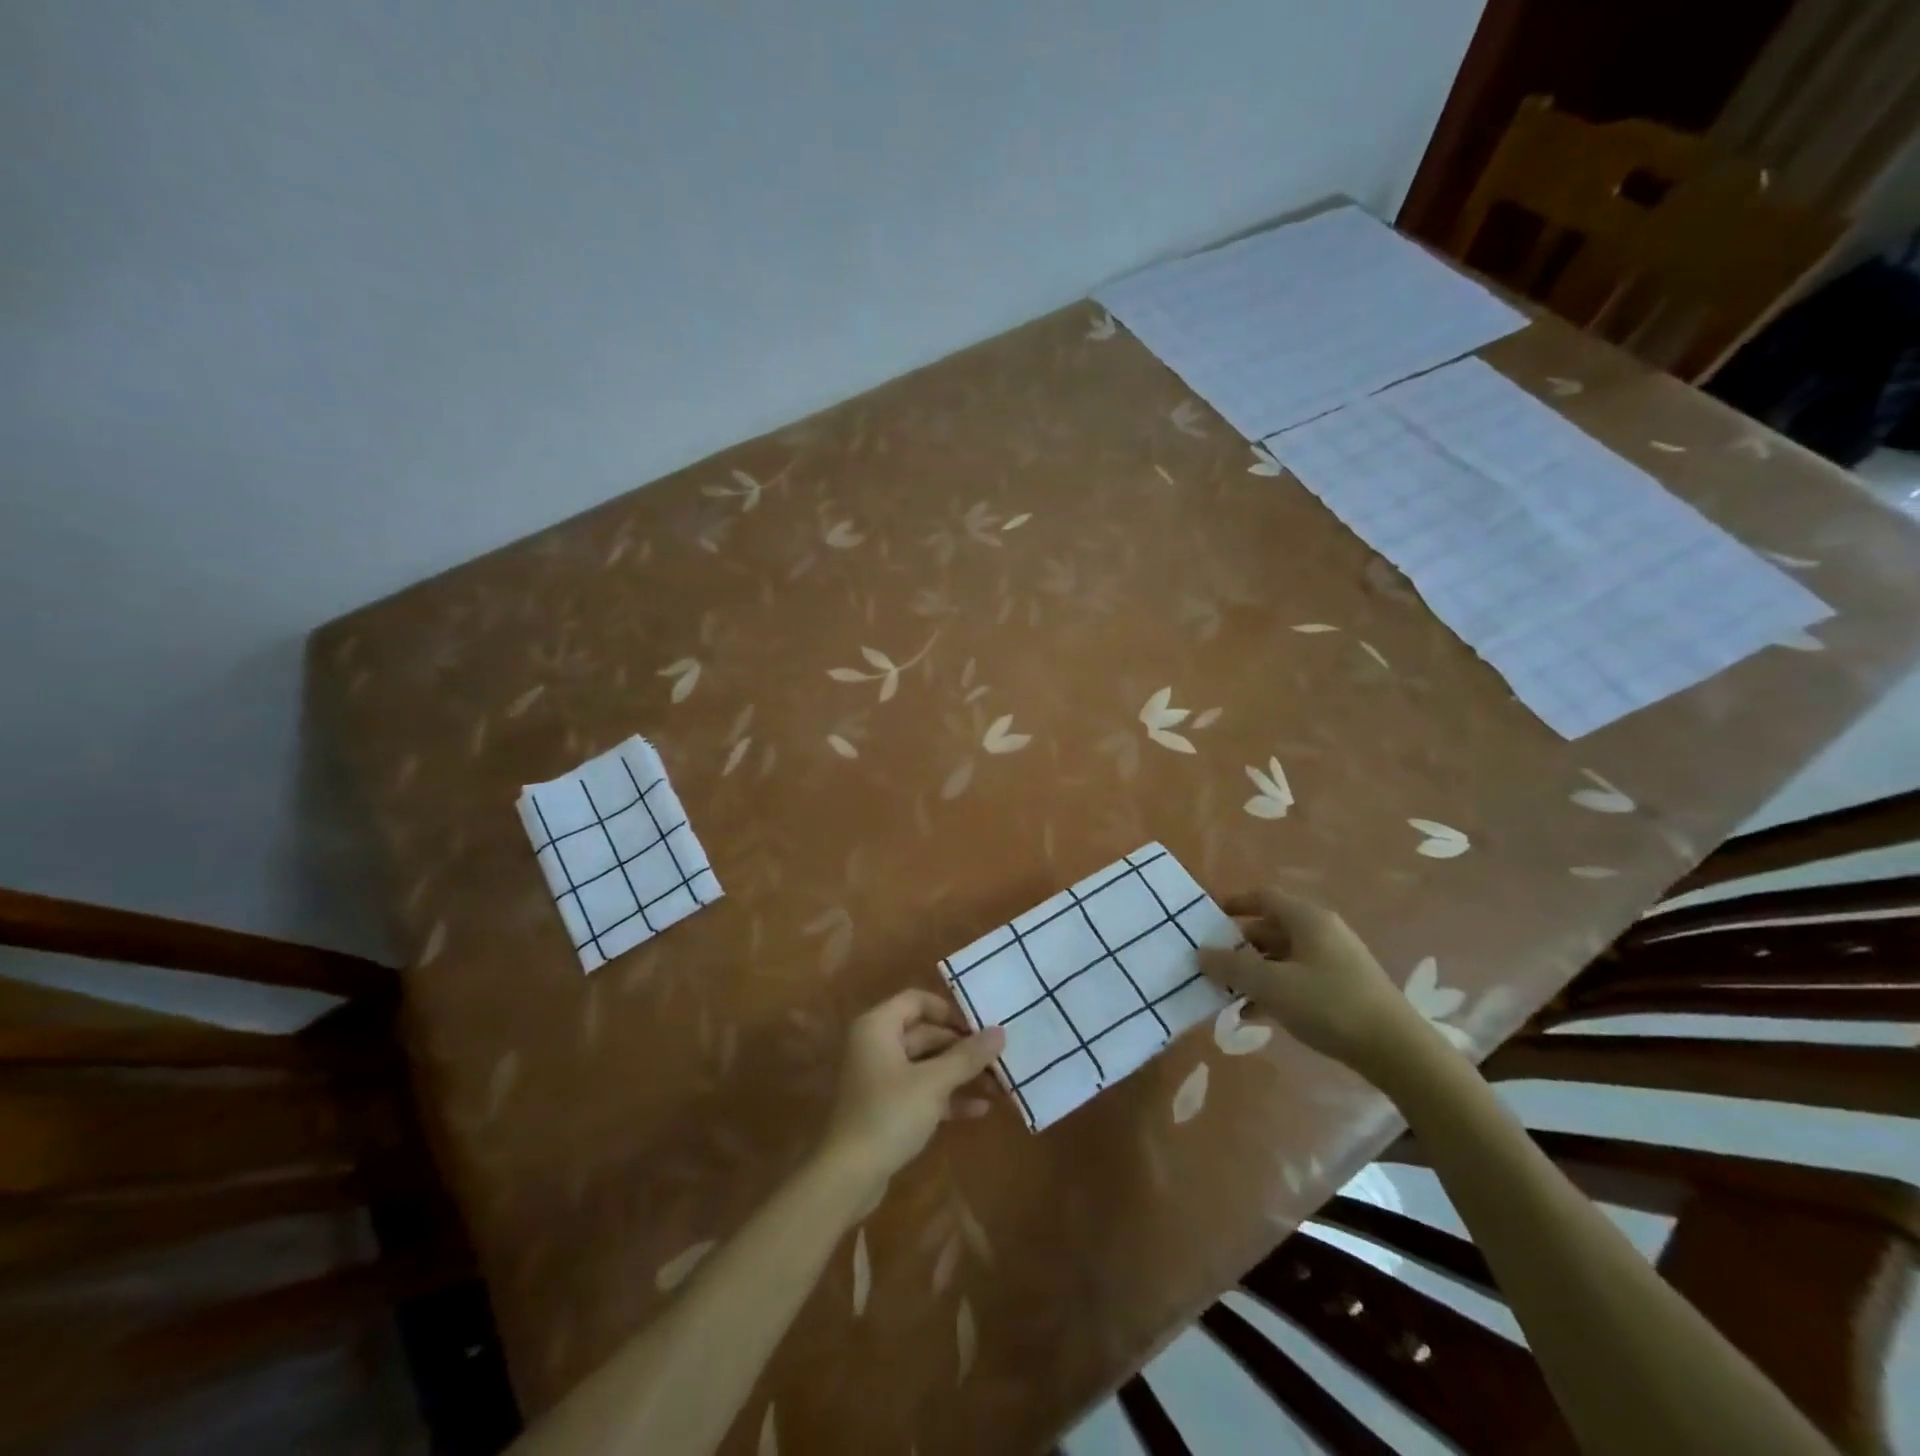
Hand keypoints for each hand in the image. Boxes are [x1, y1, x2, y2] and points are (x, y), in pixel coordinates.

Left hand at [821, 991, 1004, 1194]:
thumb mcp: (933, 1083)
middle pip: (925, 1034)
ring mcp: (879, 1077)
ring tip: (999, 1086)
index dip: (949, 1011)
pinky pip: (920, 1090)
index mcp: (878, 1026)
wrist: (848, 1177)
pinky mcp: (885, 1107)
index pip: (917, 1000)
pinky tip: (980, 1110)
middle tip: (999, 1061)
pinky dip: (947, 1097)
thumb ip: (967, 1056)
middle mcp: (876, 1044)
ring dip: (960, 1075)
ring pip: (926, 1065)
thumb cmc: (889, 1114)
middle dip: (963, 1049)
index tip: (979, 1028)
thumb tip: (1000, 1032)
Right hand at [1199, 889, 1431, 1079]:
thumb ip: (1232, 967)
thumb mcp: (1271, 985)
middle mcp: (1321, 932)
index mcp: (1307, 919)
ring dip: (1252, 971)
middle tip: (1209, 962)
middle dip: (1238, 945)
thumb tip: (1201, 952)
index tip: (1207, 918)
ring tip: (1224, 991)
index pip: (1264, 897)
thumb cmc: (1329, 1005)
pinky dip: (1273, 991)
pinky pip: (1296, 980)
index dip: (1234, 904)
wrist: (1397, 1051)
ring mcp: (1334, 962)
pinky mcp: (1341, 989)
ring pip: (1281, 957)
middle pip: (1270, 928)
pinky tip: (1252, 1014)